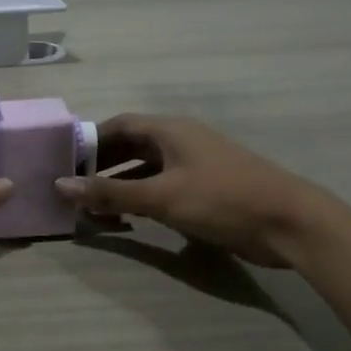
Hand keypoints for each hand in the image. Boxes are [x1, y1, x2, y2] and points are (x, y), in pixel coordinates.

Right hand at [54, 114, 339, 268]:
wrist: (289, 224)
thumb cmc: (222, 199)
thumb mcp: (161, 197)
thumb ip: (111, 193)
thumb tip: (61, 186)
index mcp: (170, 131)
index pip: (119, 125)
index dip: (90, 141)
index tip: (63, 160)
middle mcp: (180, 142)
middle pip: (131, 147)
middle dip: (101, 167)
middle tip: (73, 188)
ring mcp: (194, 167)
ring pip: (146, 171)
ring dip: (120, 187)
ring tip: (93, 209)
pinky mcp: (205, 192)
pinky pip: (162, 189)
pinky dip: (141, 200)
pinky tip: (128, 220)